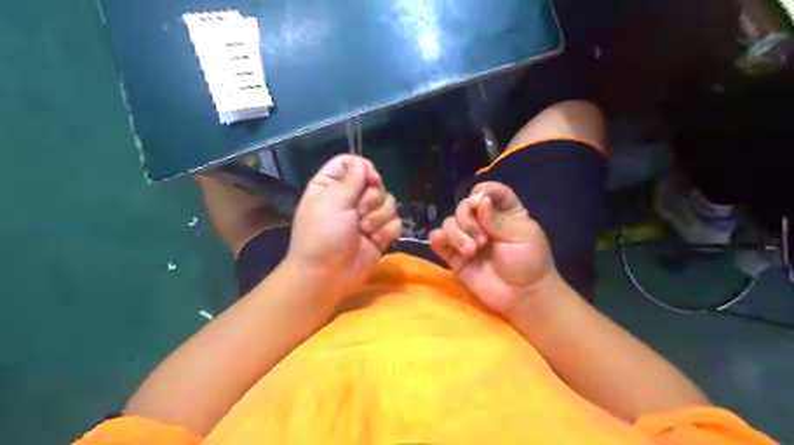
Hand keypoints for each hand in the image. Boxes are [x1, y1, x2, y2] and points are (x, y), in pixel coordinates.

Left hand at [287, 155, 404, 294]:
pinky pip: (395, 221)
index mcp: (332, 185)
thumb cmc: (323, 235)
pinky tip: (375, 241)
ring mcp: (367, 216)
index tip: (369, 180)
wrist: (328, 274)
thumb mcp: (332, 201)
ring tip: (364, 230)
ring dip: (379, 217)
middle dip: (371, 198)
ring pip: (389, 202)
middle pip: (375, 182)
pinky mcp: (380, 232)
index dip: (364, 168)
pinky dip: (387, 231)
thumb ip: (351, 179)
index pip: (351, 163)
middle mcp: (350, 198)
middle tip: (359, 213)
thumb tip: (363, 163)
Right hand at [431, 182, 553, 315]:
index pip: (490, 191)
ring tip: (471, 251)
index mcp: (504, 212)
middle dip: (468, 221)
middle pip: (464, 207)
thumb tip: (479, 201)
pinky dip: (437, 238)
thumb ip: (498, 218)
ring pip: (449, 223)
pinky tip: (442, 241)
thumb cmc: (529, 262)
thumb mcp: (523, 235)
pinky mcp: (455, 256)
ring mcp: (468, 238)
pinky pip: (439, 241)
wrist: (522, 296)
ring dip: (457, 235)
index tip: (479, 202)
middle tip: (482, 241)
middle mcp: (483, 221)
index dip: (482, 192)